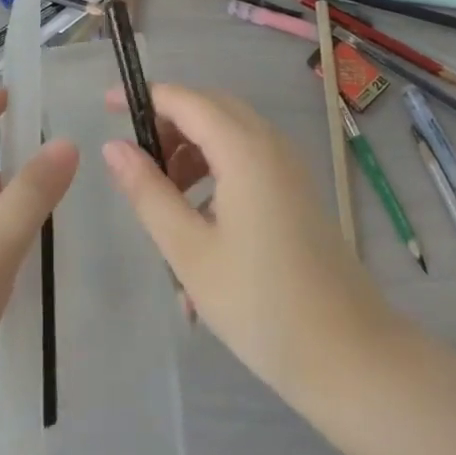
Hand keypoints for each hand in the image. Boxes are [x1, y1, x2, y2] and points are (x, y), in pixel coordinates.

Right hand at [102, 84, 394, 402]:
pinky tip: (200, 227)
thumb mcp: (189, 250)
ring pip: (230, 137)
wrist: (350, 356)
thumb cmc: (260, 304)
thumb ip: (148, 192)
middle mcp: (271, 146)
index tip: (105, 109)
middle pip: (210, 110)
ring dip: (191, 154)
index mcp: (245, 150)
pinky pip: (248, 162)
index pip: (186, 100)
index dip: (144, 97)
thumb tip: (114, 147)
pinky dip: (216, 175)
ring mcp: (289, 169)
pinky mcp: (297, 193)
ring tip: (165, 203)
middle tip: (136, 163)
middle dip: (168, 127)